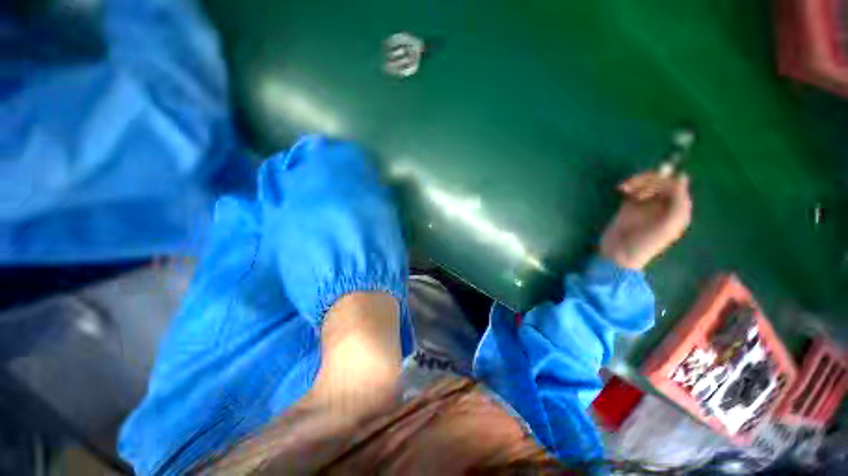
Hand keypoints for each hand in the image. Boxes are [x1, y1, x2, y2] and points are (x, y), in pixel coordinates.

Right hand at [600, 171, 691, 269]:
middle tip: (632, 191)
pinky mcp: (630, 205)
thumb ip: (678, 203)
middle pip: (662, 180)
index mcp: (677, 210)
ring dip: (637, 181)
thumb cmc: (645, 243)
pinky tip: (621, 189)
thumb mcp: (668, 226)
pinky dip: (628, 185)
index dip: (663, 184)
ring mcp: (646, 204)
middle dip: (647, 181)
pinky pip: (634, 188)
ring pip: (647, 181)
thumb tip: (680, 178)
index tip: (646, 193)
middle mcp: (664, 204)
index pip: (676, 185)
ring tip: (624, 188)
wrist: (619, 254)